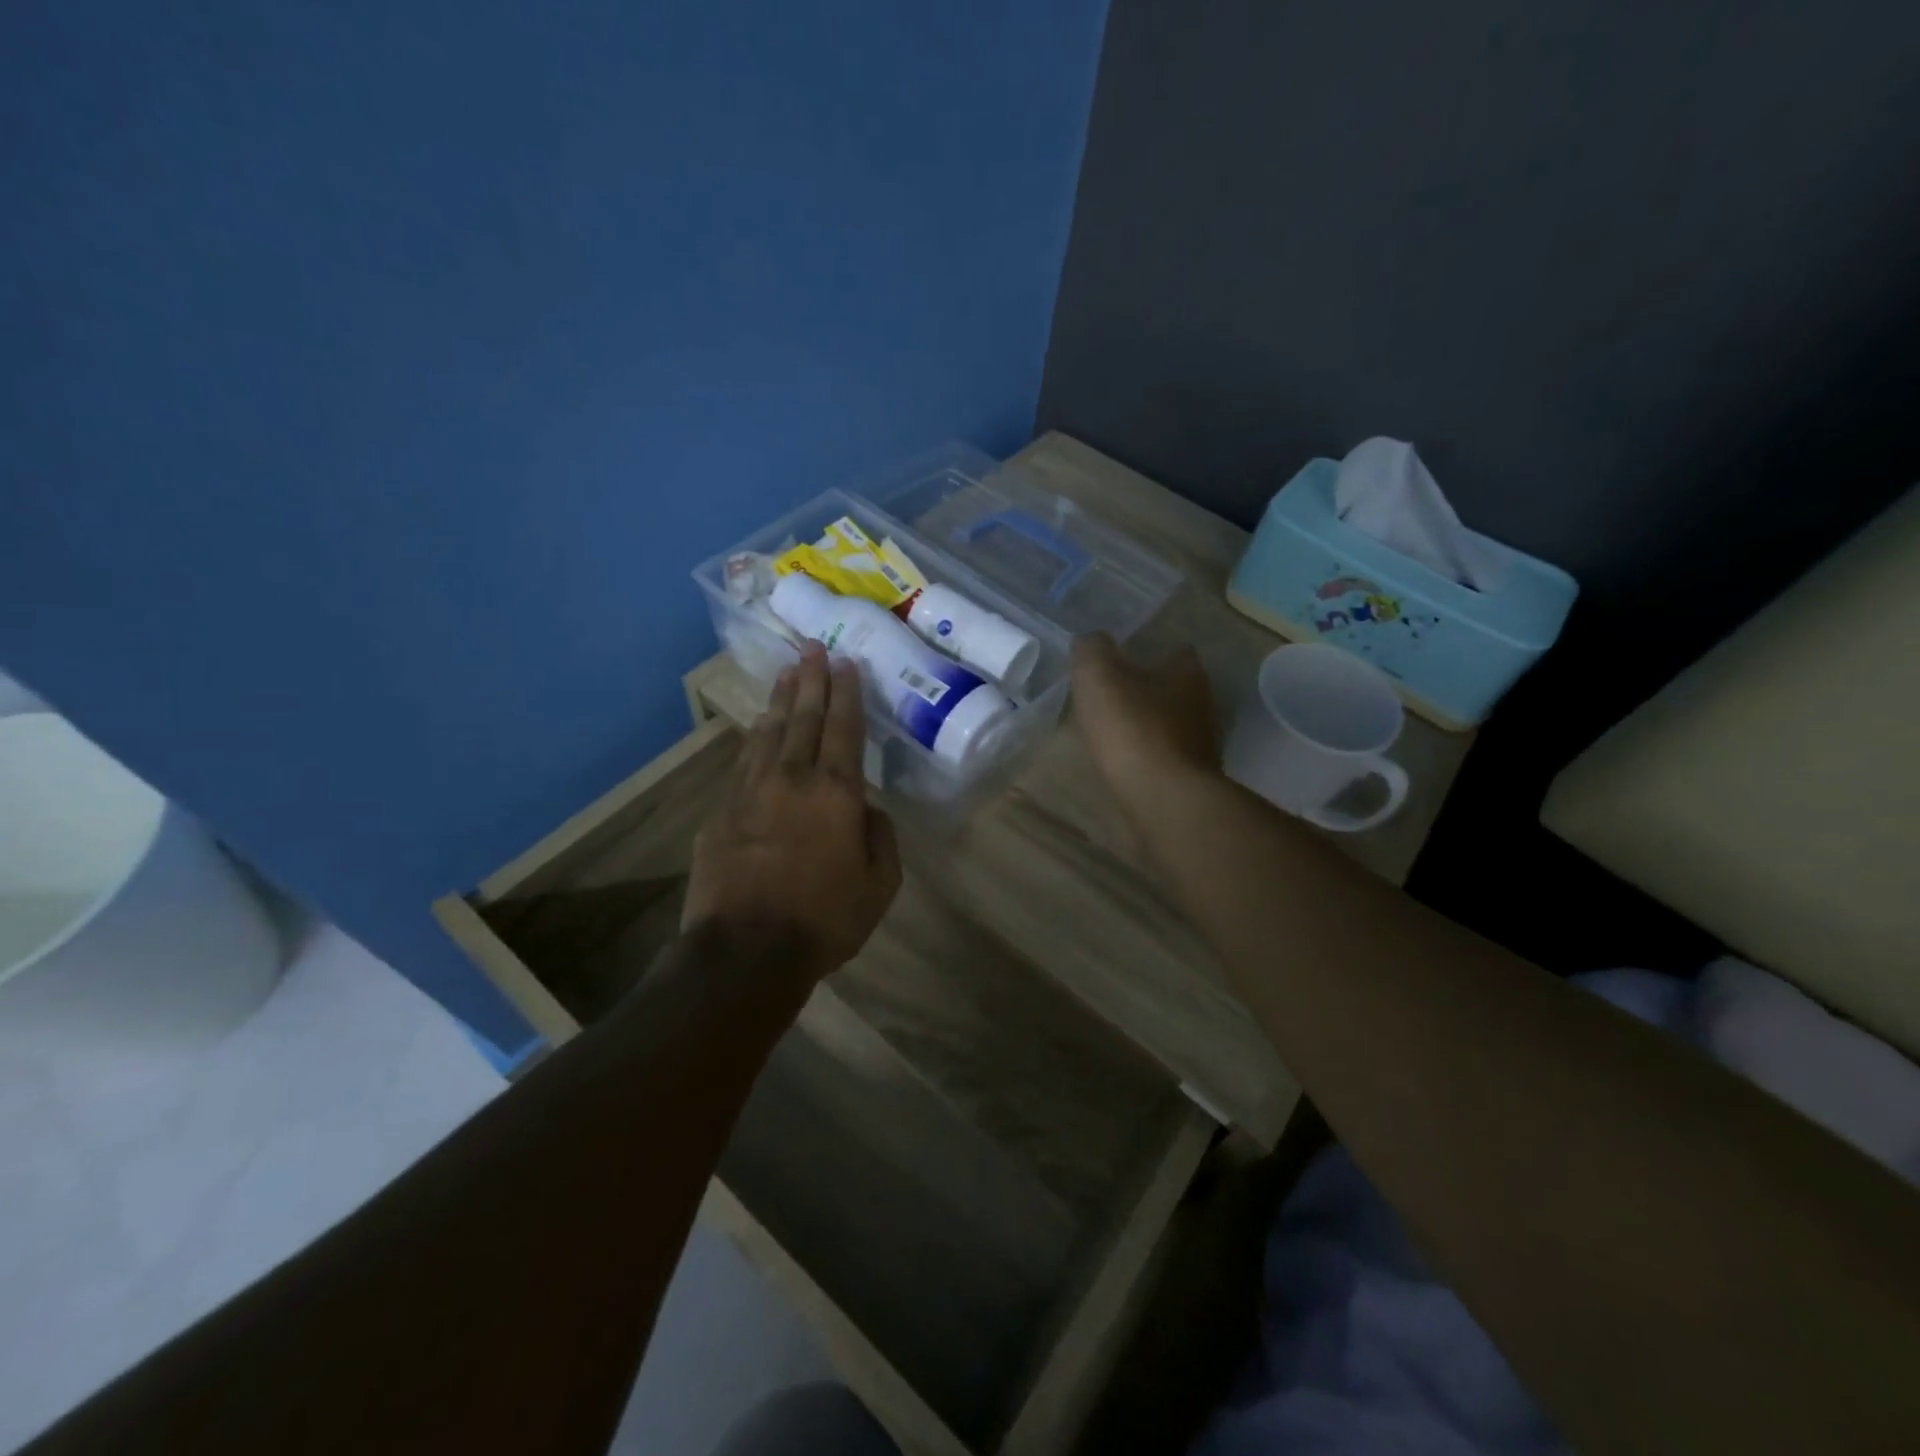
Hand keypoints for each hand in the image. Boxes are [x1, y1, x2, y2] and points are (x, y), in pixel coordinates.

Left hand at [682, 643, 901, 982]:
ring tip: (787, 675)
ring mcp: (750, 791)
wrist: (744, 951)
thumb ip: (880, 836)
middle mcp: (792, 778)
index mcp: (836, 792)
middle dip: (811, 680)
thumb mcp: (880, 884)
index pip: (844, 728)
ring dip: (781, 701)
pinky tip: (757, 728)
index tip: (846, 662)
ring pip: (768, 733)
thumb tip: (867, 808)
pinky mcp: (721, 812)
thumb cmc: (824, 919)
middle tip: (813, 648)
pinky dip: (754, 739)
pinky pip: (743, 762)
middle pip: (804, 718)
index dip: (847, 692)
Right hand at [1071, 633, 1220, 819]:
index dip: (1148, 651)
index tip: (1121, 659)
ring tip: (1113, 731)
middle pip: (1174, 688)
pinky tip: (1125, 762)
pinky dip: (1149, 756)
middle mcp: (1204, 703)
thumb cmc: (1133, 728)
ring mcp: (1202, 744)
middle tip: (1112, 696)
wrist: (1164, 799)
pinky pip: (1166, 756)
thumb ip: (1092, 650)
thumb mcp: (1098, 676)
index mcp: (1187, 672)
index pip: (1175, 650)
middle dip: (1147, 690)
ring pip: (1171, 724)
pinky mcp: (1193, 777)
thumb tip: (1091, 640)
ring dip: (1148, 725)